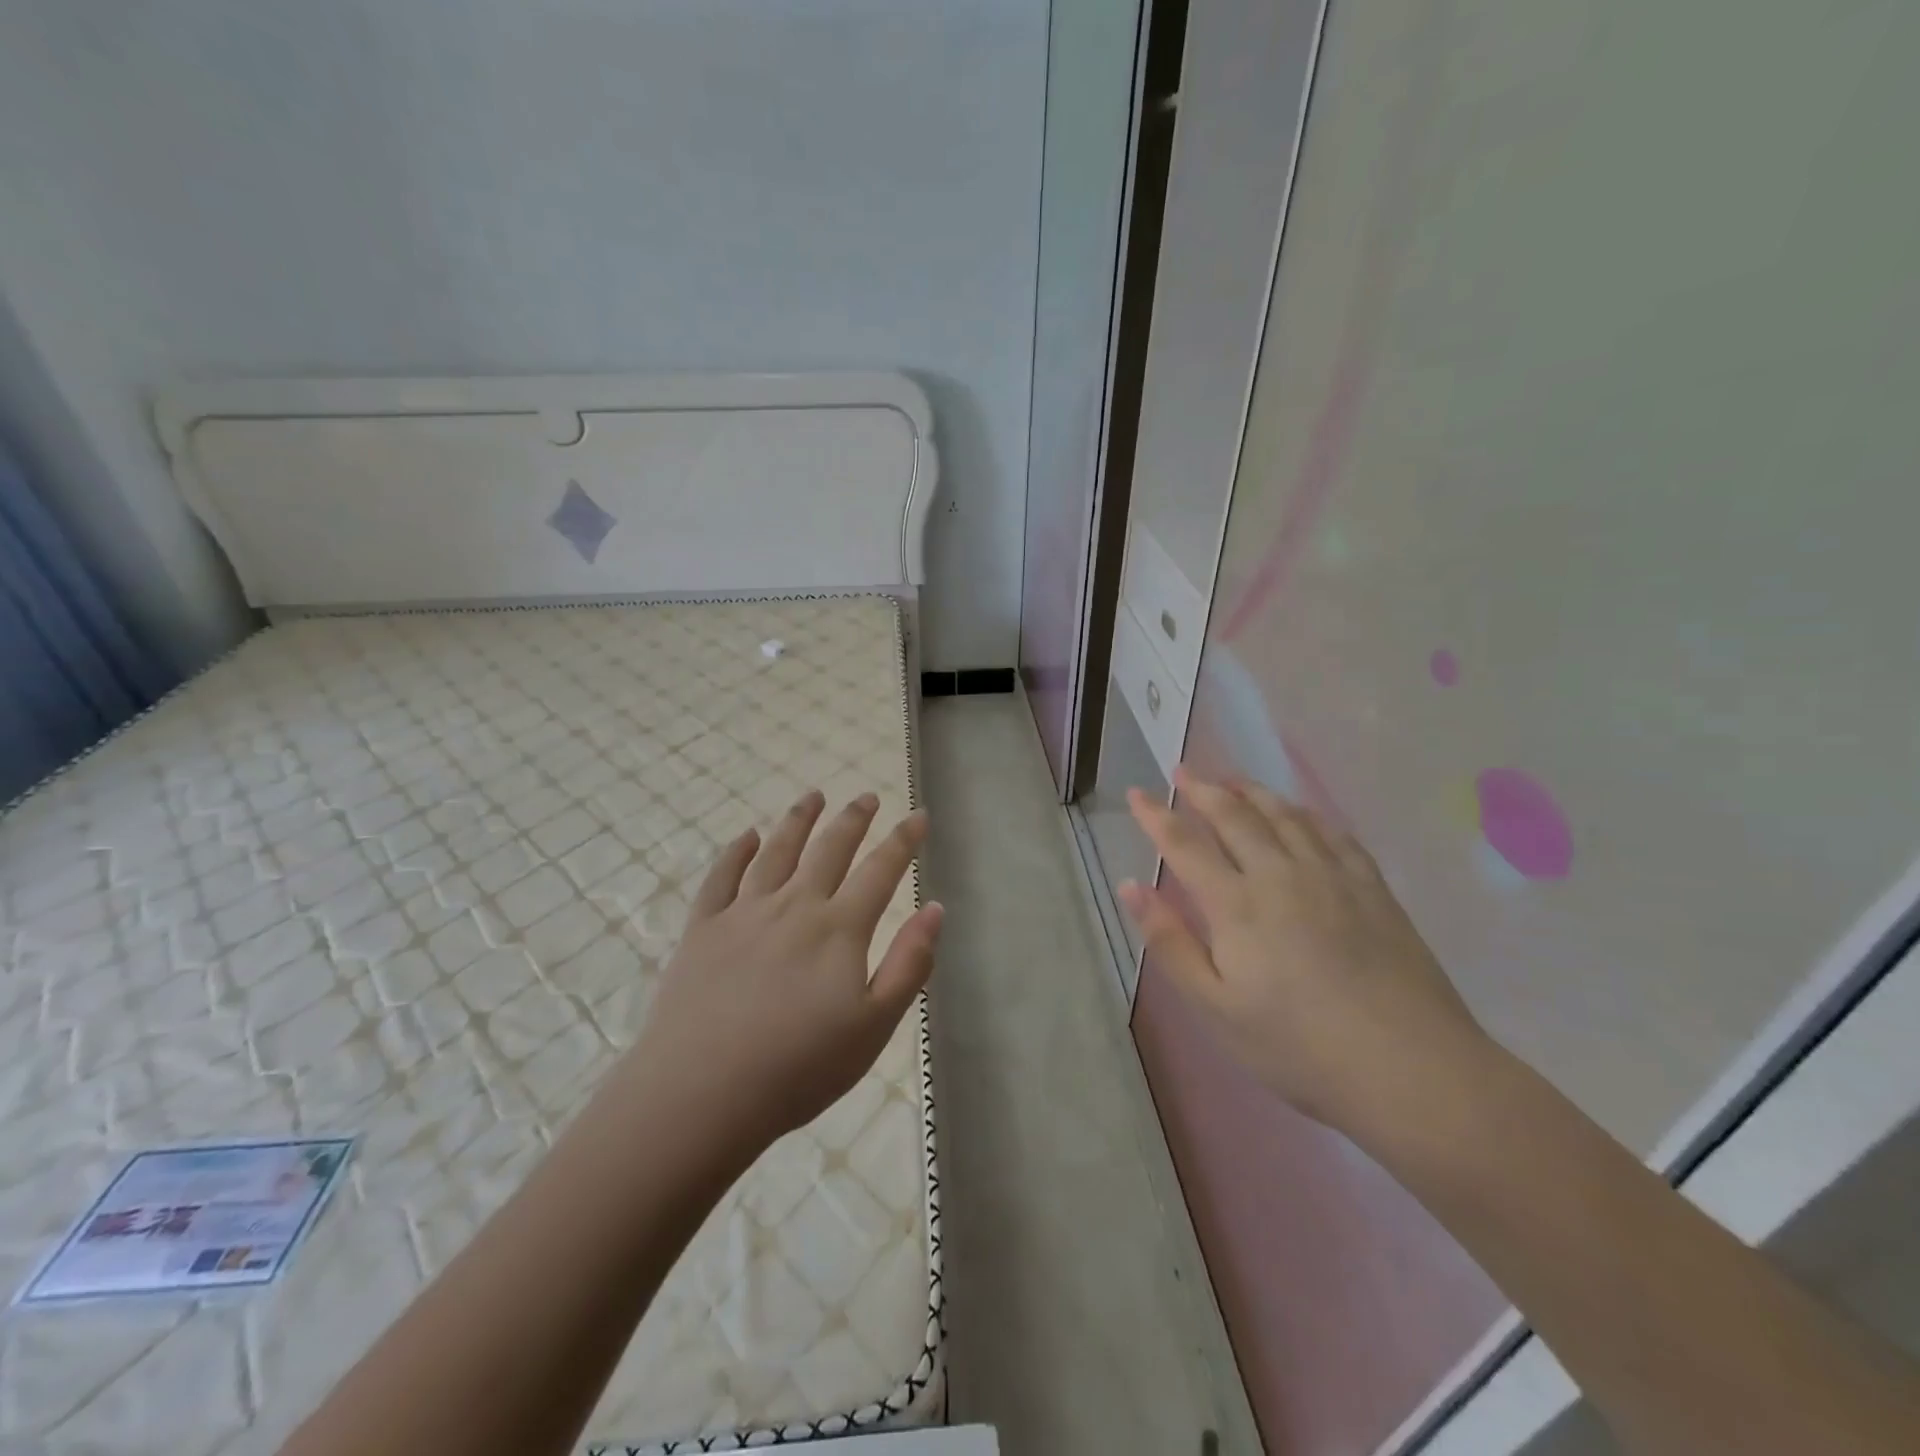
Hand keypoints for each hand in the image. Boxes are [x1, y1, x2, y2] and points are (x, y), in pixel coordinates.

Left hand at [622, 790, 940, 1156]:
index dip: (903, 840)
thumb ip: (909, 964)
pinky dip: (736, 852)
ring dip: (798, 820)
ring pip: (777, 851)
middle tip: (867, 797)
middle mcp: (794, 906)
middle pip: (829, 849)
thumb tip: (935, 908)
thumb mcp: (874, 1027)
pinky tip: (746, 836)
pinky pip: (721, 877)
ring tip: (813, 796)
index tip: (918, 815)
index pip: (880, 870)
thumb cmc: (798, 1069)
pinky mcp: (703, 929)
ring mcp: (743, 913)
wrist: (700, 1094)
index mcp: (839, 929)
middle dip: (853, 819)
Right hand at [1122, 771, 1489, 1137]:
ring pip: (1284, 814)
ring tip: (1232, 780)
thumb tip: (1130, 886)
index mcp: (1236, 904)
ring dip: (1252, 791)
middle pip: (1234, 816)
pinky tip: (1300, 812)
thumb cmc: (1297, 1046)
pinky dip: (1306, 813)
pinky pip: (1333, 833)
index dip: (1157, 815)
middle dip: (1203, 789)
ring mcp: (1331, 876)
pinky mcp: (1372, 888)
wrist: (1410, 1069)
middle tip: (1183, 770)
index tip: (1137, 792)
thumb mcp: (1214, 1007)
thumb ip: (1169, 942)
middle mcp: (1280, 874)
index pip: (1184, 844)